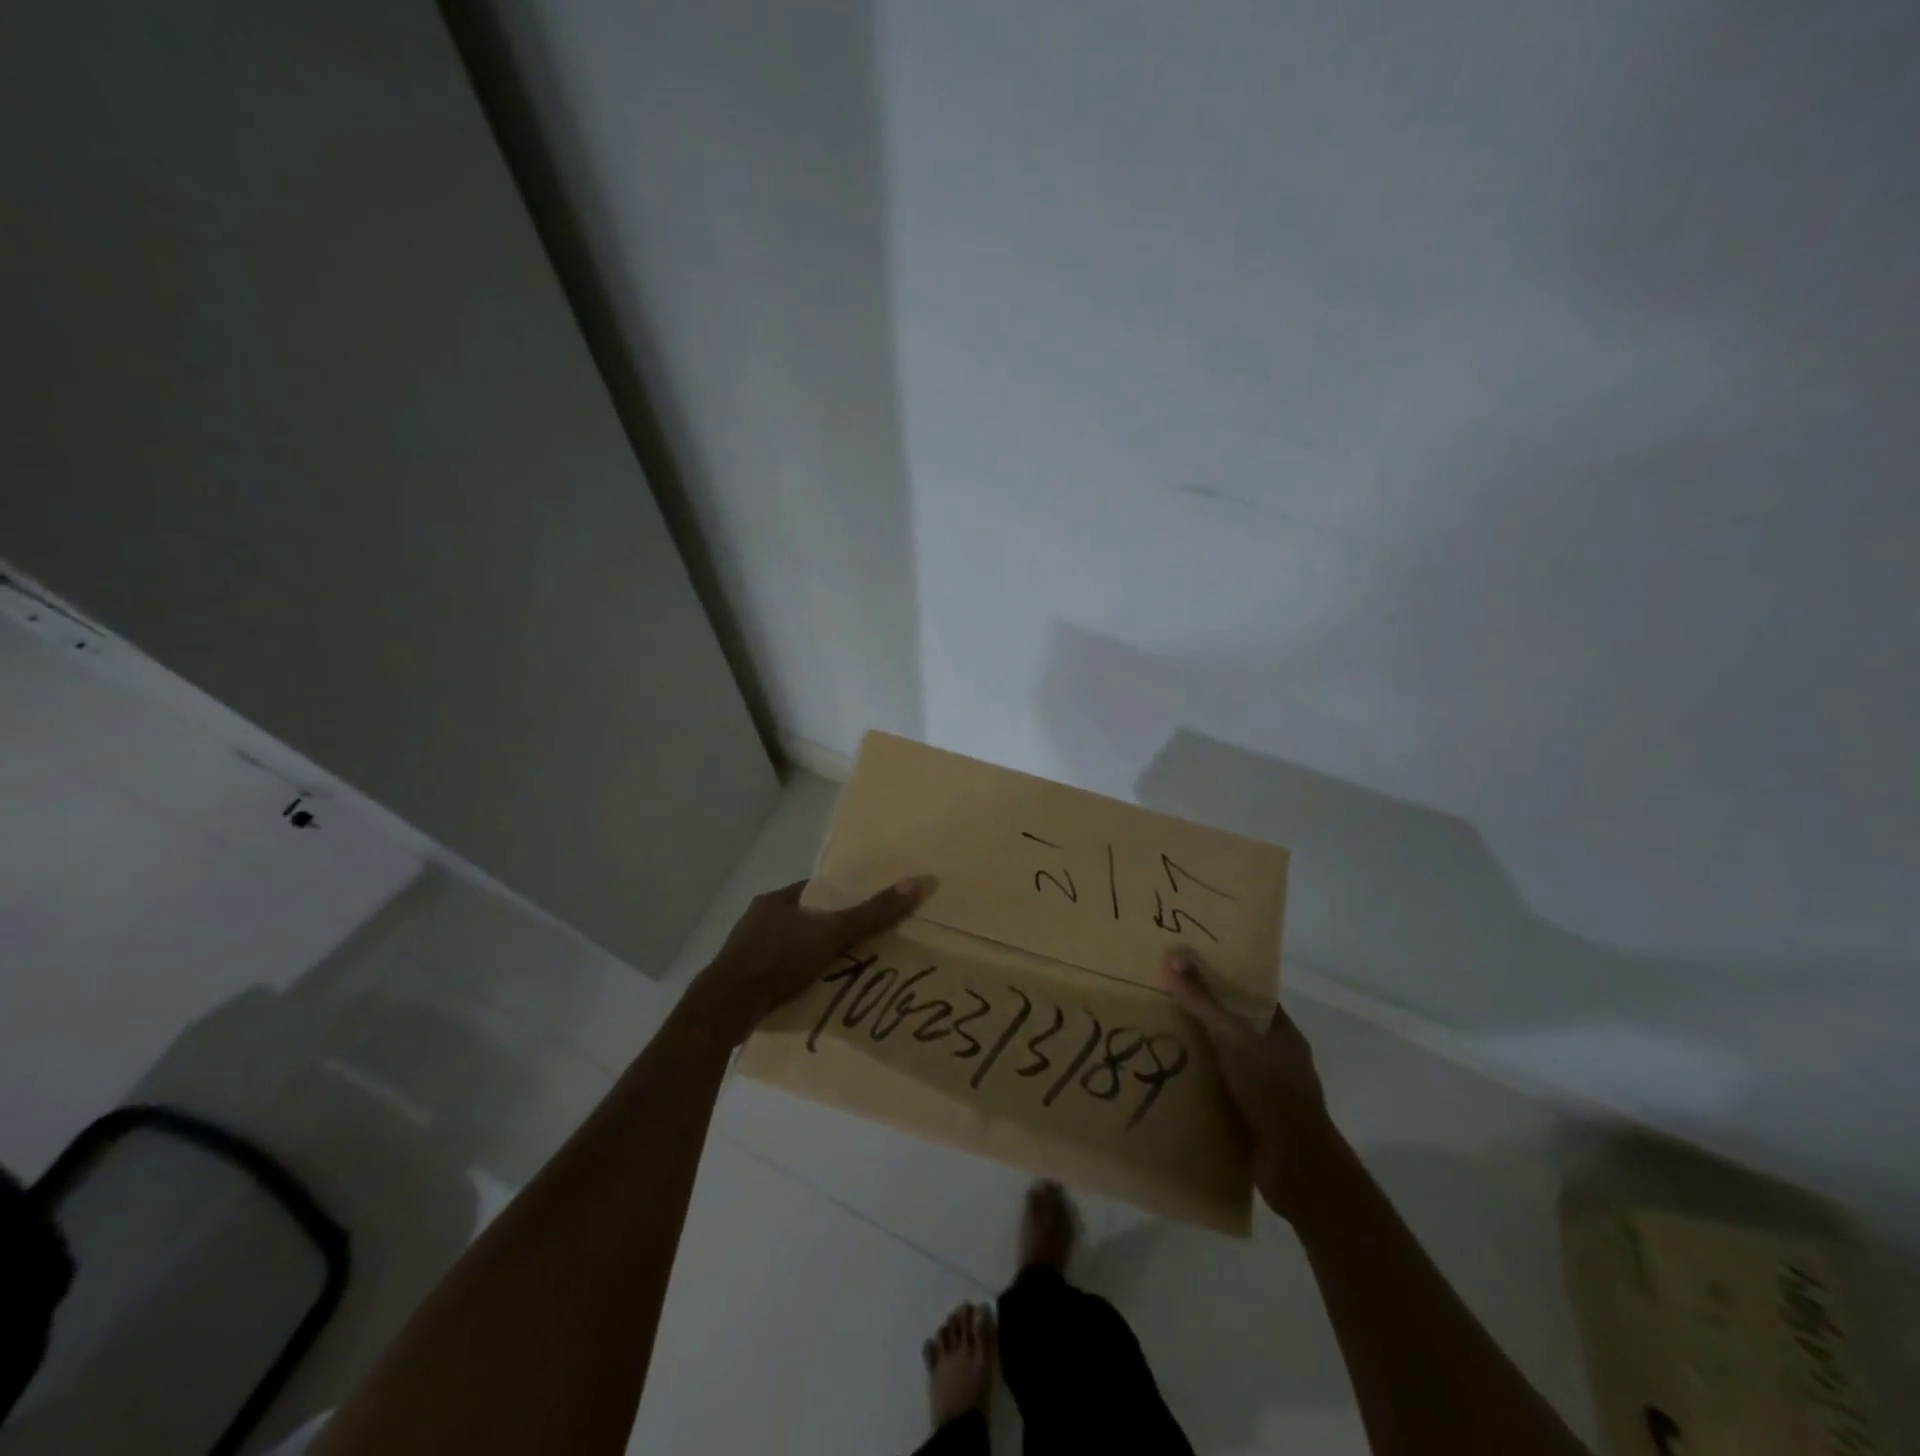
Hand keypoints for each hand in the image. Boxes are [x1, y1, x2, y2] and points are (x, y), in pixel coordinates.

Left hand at [682, 876, 936, 1045]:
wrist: (725, 1007)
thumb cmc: (779, 959)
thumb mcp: (833, 932)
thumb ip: (875, 912)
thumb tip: (922, 881)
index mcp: (775, 900)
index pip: (815, 892)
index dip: (840, 900)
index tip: (863, 912)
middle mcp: (757, 919)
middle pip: (802, 920)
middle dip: (826, 931)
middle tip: (856, 945)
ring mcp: (744, 950)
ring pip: (787, 947)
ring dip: (808, 957)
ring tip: (837, 972)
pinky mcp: (739, 980)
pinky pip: (774, 973)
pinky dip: (792, 979)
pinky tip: (808, 993)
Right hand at [1163, 946, 1336, 1220]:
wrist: (1296, 1168)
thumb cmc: (1271, 1091)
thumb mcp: (1232, 1038)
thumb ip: (1203, 1001)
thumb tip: (1173, 954)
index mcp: (1282, 1034)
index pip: (1252, 997)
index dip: (1225, 981)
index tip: (1190, 969)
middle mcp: (1276, 1059)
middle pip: (1236, 1028)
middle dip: (1203, 1017)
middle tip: (1162, 1000)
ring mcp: (1266, 1092)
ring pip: (1226, 1062)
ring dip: (1198, 1055)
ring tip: (1156, 1037)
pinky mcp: (1252, 1121)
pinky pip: (1219, 1094)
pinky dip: (1198, 1088)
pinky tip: (1169, 1080)